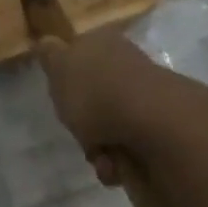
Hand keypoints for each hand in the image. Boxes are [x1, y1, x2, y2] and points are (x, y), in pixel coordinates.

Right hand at [36, 30, 207, 182]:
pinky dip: (119, 161)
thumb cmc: (95, 91)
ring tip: (101, 157)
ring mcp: (147, 98)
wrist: (150, 121)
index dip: (69, 83)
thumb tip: (46, 41)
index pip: (81, 59)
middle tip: (81, 134)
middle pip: (96, 100)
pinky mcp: (161, 128)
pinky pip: (130, 148)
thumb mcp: (59, 66)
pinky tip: (116, 165)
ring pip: (111, 128)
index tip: (63, 100)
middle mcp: (128, 67)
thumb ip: (50, 55)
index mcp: (105, 44)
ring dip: (100, 148)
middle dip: (84, 125)